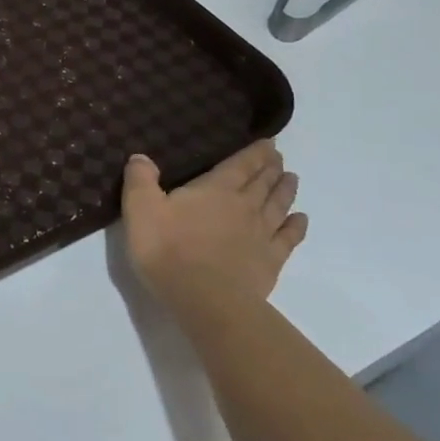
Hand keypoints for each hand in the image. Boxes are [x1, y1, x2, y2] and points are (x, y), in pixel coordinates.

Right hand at [122, 140, 307, 315]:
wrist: (204, 298)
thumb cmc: (167, 249)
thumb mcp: (140, 209)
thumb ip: (140, 180)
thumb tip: (141, 156)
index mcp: (216, 189)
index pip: (241, 164)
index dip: (255, 152)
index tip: (268, 142)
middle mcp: (245, 206)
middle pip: (263, 182)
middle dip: (271, 167)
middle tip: (278, 157)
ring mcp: (262, 234)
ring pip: (279, 205)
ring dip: (286, 190)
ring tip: (292, 178)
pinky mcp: (270, 260)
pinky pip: (289, 237)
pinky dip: (296, 226)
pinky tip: (300, 219)